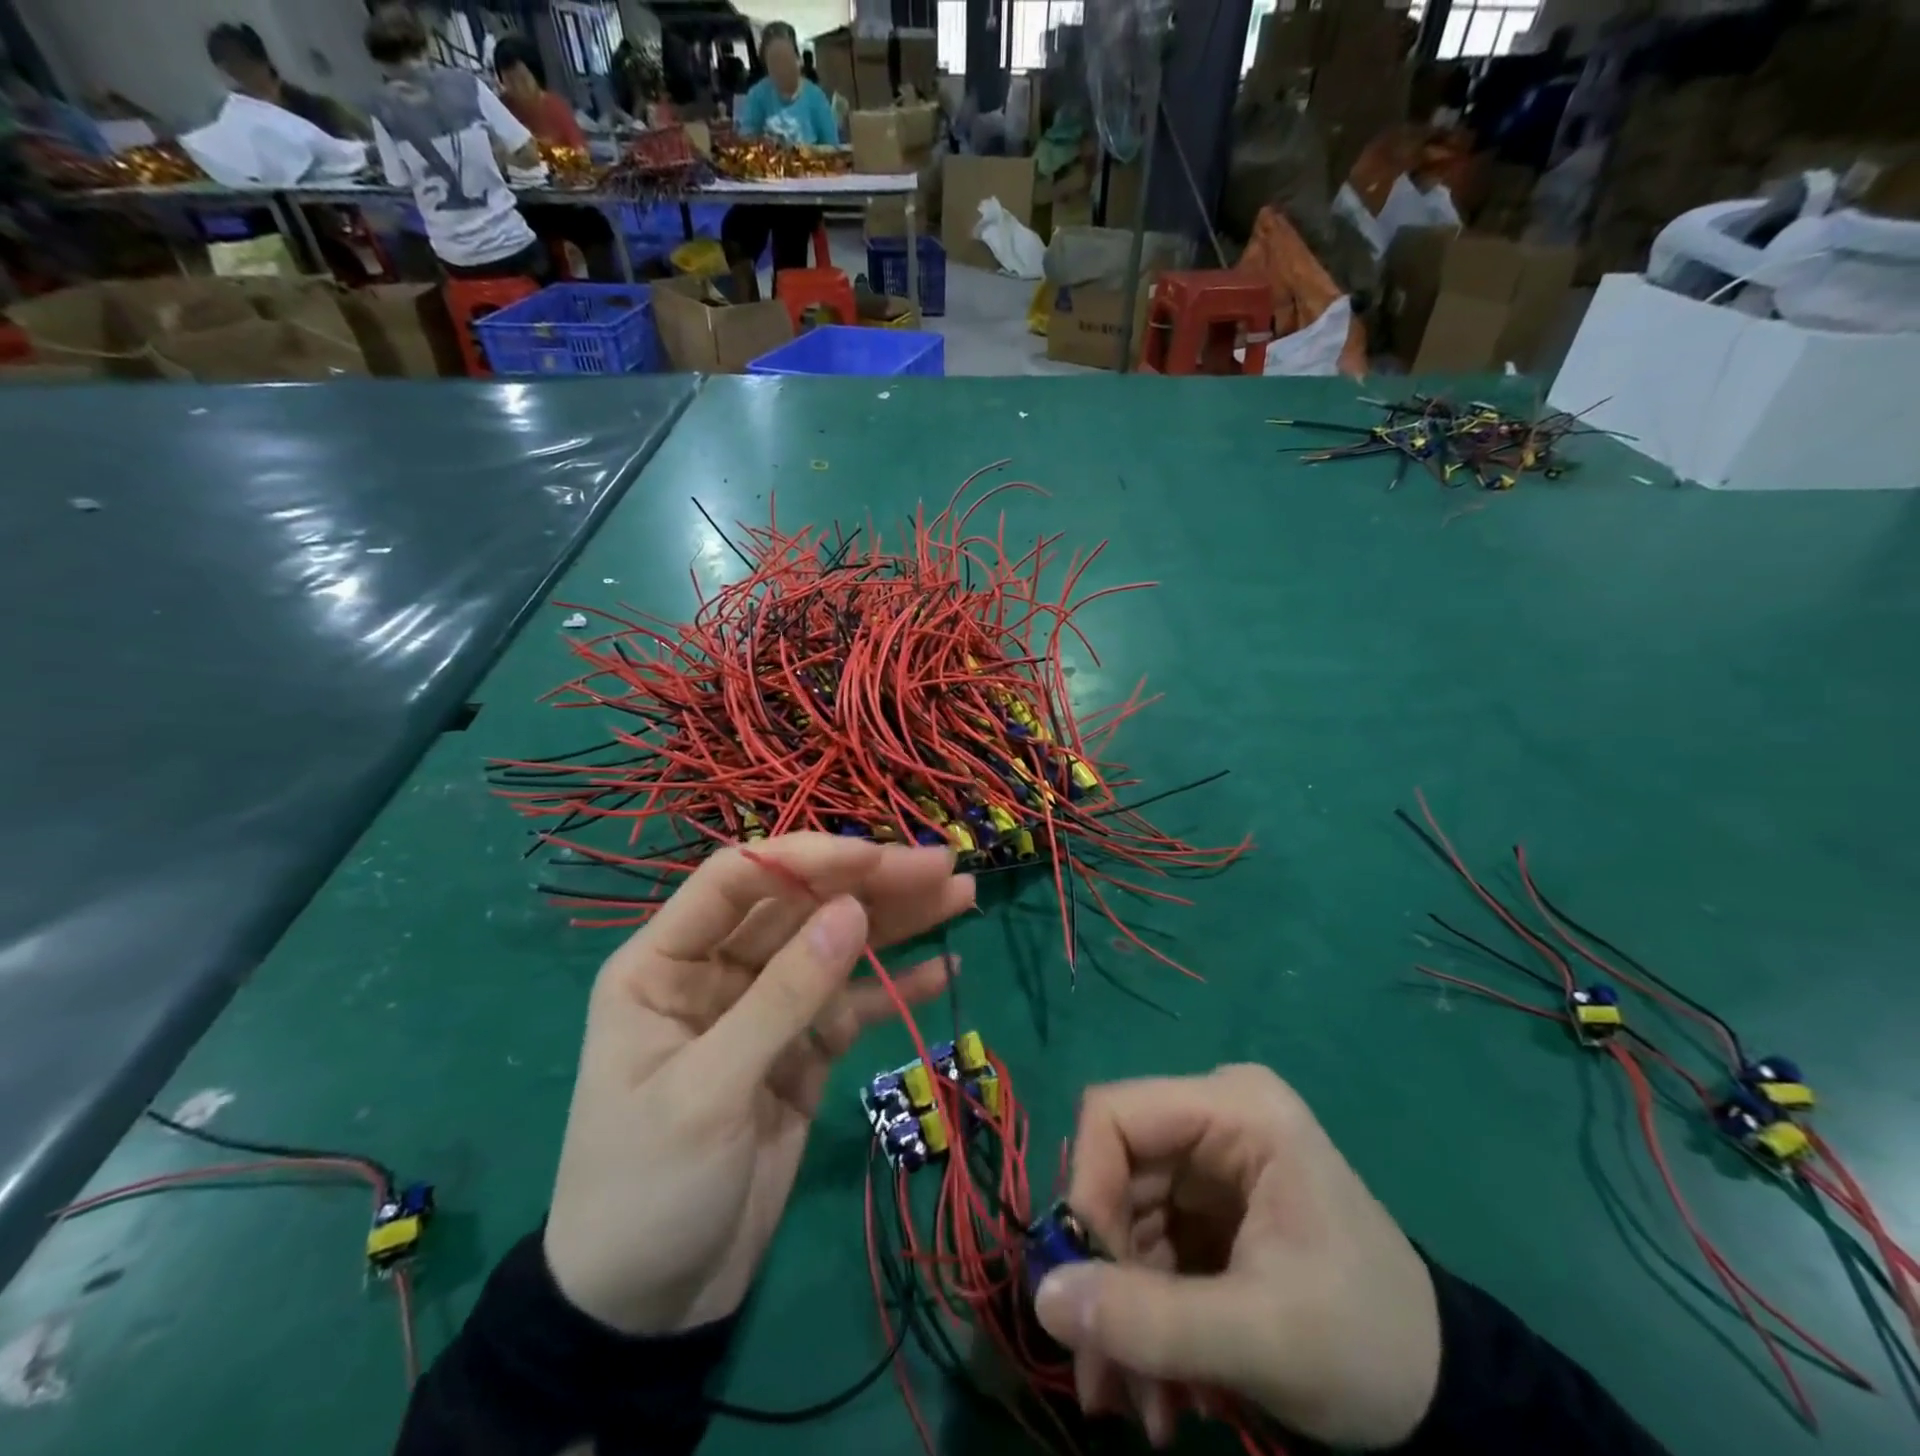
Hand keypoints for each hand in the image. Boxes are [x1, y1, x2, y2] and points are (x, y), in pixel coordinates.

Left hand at [542, 834, 972, 1333]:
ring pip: (835, 947)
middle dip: (870, 884)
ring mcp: (765, 1008)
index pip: (737, 880)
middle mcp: (717, 970)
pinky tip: (943, 969)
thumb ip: (785, 996)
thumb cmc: (647, 1190)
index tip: (876, 857)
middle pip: (800, 906)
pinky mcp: (802, 1050)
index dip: (807, 859)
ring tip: (960, 896)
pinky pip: (852, 1005)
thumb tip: (853, 910)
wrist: (650, 1309)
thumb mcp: (708, 1091)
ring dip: (897, 922)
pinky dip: (895, 987)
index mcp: (664, 962)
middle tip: (943, 867)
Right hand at [1033, 1065, 1441, 1448]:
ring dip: (1124, 1311)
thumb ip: (1148, 1320)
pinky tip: (1167, 1389)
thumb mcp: (1260, 1339)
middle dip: (1105, 1274)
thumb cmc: (1367, 1345)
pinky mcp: (1210, 1206)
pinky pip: (1150, 1246)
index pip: (1115, 1115)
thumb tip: (1042, 1298)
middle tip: (1103, 1374)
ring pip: (1125, 1218)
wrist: (1448, 1400)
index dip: (1087, 1189)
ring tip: (1142, 1408)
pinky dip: (1148, 1316)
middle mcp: (1215, 1118)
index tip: (1088, 1285)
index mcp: (1236, 1109)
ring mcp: (1212, 1162)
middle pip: (1116, 1173)